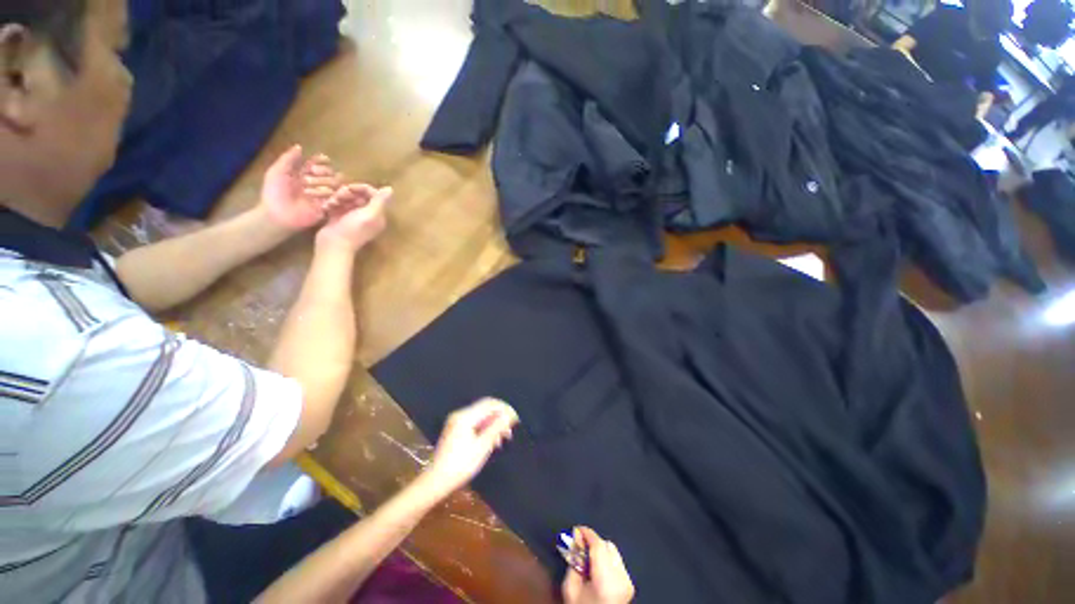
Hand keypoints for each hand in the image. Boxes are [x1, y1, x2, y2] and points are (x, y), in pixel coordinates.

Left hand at [261, 145, 342, 230]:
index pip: (318, 164)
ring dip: (325, 185)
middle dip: (323, 174)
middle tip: (311, 179)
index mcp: (303, 174)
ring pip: (335, 185)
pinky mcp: (328, 206)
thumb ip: (288, 159)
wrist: (278, 215)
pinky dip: (334, 196)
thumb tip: (300, 146)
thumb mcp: (277, 172)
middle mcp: (315, 183)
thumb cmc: (274, 193)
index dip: (321, 162)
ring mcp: (323, 195)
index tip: (319, 163)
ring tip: (311, 192)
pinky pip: (338, 198)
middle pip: (329, 173)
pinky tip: (326, 197)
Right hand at [315, 185, 391, 252]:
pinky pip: (337, 203)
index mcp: (377, 214)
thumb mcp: (370, 214)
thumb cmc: (354, 229)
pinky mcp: (339, 217)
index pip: (372, 194)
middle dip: (347, 193)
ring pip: (346, 197)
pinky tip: (327, 207)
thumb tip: (390, 189)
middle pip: (359, 194)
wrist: (333, 244)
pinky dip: (332, 203)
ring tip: (332, 203)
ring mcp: (352, 215)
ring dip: (338, 197)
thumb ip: (380, 201)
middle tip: (339, 197)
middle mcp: (367, 214)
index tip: (350, 189)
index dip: (362, 188)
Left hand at [424, 398, 519, 495]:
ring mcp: (457, 422)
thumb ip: (496, 428)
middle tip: (511, 430)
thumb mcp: (482, 446)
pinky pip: (475, 423)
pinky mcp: (456, 430)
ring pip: (481, 417)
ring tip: (504, 438)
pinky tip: (493, 441)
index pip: (489, 404)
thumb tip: (509, 415)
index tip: (516, 418)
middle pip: (485, 409)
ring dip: (494, 424)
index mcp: (465, 417)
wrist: (437, 481)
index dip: (504, 408)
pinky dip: (485, 429)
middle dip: (500, 417)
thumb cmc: (461, 464)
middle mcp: (460, 415)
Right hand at [562, 527, 634, 603]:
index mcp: (606, 581)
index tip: (576, 529)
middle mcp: (621, 578)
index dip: (587, 533)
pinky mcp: (629, 584)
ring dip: (600, 550)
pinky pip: (617, 561)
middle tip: (579, 547)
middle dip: (592, 543)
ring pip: (613, 551)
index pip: (599, 546)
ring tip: (588, 561)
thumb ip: (573, 560)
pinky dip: (606, 559)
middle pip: (606, 545)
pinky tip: (598, 570)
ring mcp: (628, 581)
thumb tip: (575, 536)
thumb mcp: (570, 588)